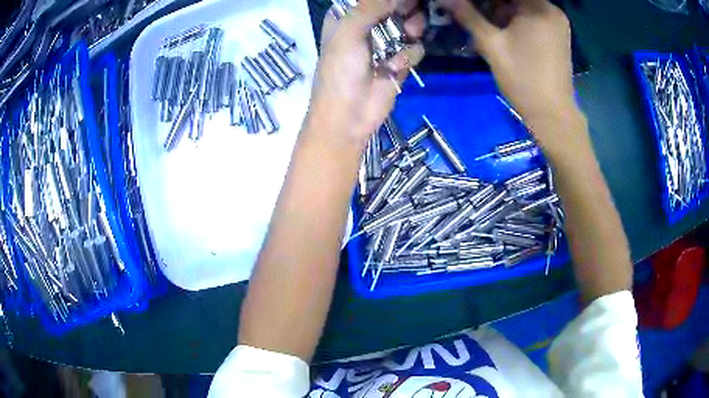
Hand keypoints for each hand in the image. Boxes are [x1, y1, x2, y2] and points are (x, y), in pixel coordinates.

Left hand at [307, 0, 425, 146]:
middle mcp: (367, 24)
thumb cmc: (341, 72)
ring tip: (409, 34)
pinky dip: (409, 55)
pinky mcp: (399, 61)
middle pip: (396, 6)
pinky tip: (395, 67)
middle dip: (406, 9)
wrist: (348, 117)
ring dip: (413, 28)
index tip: (399, 1)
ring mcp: (385, 43)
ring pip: (411, 23)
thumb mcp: (348, 33)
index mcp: (348, 15)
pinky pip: (414, 48)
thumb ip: (370, 7)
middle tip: (408, 16)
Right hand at [440, 0, 576, 131]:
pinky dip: (515, 19)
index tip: (470, 6)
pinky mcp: (558, 35)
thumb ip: (468, 16)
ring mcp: (557, 22)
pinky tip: (503, 31)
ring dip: (502, 10)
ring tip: (486, 24)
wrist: (552, 115)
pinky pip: (532, 16)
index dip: (485, 0)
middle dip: (492, 3)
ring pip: (522, 5)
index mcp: (538, 7)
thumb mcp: (491, 45)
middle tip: (473, 12)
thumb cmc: (523, 78)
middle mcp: (552, 9)